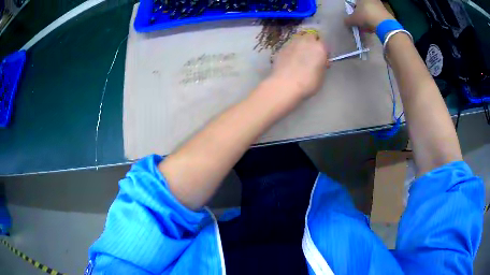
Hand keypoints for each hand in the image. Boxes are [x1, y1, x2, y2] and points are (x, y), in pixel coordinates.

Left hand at [266, 31, 328, 103]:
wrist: (285, 85)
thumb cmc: (308, 83)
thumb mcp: (321, 76)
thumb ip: (322, 65)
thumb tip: (320, 62)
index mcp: (319, 47)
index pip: (324, 43)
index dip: (324, 51)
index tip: (323, 59)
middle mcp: (306, 41)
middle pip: (311, 36)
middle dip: (313, 42)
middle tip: (312, 54)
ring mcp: (292, 43)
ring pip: (299, 38)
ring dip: (302, 44)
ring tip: (300, 56)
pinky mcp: (281, 48)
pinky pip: (290, 45)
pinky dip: (292, 49)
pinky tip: (290, 59)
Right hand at [345, 0, 394, 31]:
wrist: (384, 24)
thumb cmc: (366, 17)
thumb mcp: (353, 20)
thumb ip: (348, 20)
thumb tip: (346, 21)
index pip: (354, 2)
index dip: (354, 8)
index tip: (354, 15)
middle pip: (364, 5)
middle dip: (362, 13)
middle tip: (360, 20)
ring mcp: (379, 4)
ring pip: (371, 10)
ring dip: (369, 17)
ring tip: (367, 26)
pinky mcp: (386, 11)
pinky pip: (377, 15)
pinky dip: (375, 20)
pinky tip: (374, 26)